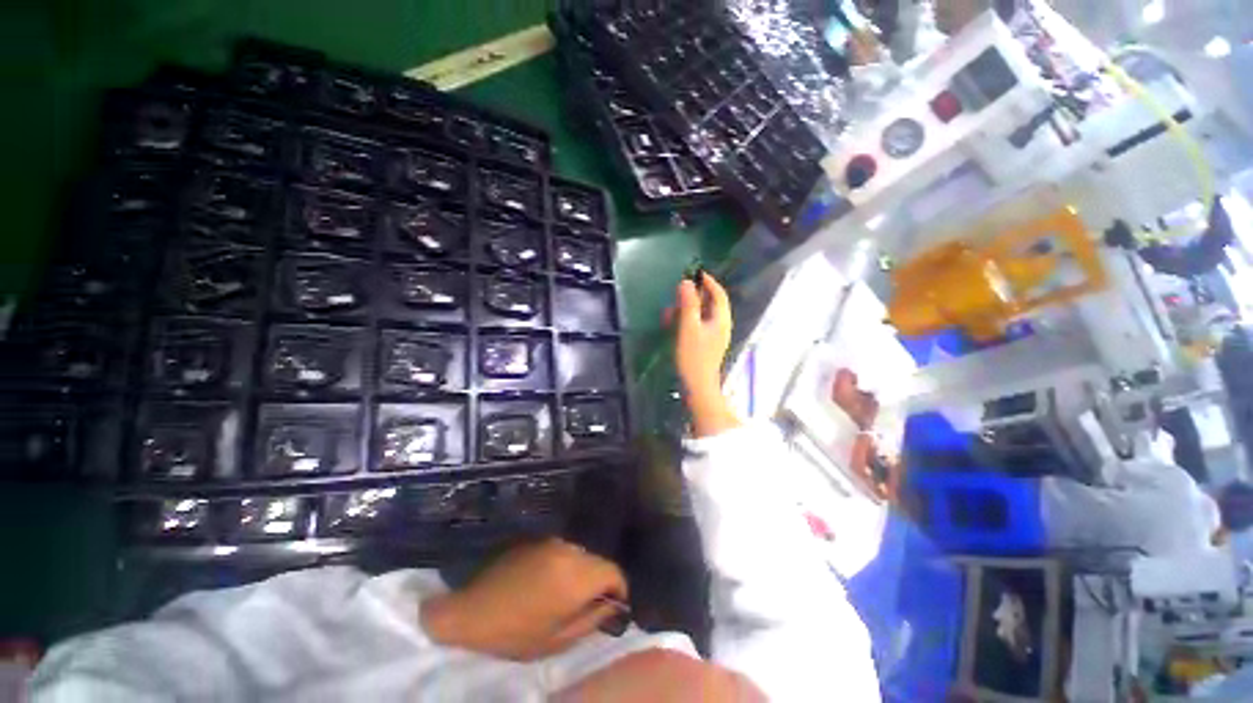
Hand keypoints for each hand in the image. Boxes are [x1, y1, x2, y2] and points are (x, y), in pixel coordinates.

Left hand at [420, 538, 626, 660]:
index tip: (616, 604)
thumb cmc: (513, 633)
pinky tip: (551, 580)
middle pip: (599, 561)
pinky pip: (565, 549)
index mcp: (575, 577)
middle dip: (600, 581)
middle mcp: (569, 551)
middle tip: (590, 603)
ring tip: (568, 592)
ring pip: (582, 554)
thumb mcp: (555, 640)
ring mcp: (553, 541)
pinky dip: (567, 563)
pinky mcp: (539, 538)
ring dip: (583, 571)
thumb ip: (591, 620)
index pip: (614, 572)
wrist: (470, 610)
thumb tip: (614, 605)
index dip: (620, 589)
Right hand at [667, 273, 738, 437]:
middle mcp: (720, 325)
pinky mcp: (705, 345)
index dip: (708, 281)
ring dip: (687, 310)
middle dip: (693, 296)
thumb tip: (686, 282)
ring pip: (701, 315)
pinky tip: (673, 325)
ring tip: (670, 312)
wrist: (697, 386)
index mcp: (721, 319)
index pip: (718, 294)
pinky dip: (686, 322)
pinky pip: (697, 326)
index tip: (695, 273)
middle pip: (710, 303)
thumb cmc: (694, 356)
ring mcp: (713, 336)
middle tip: (678, 293)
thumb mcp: (689, 327)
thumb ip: (688, 304)